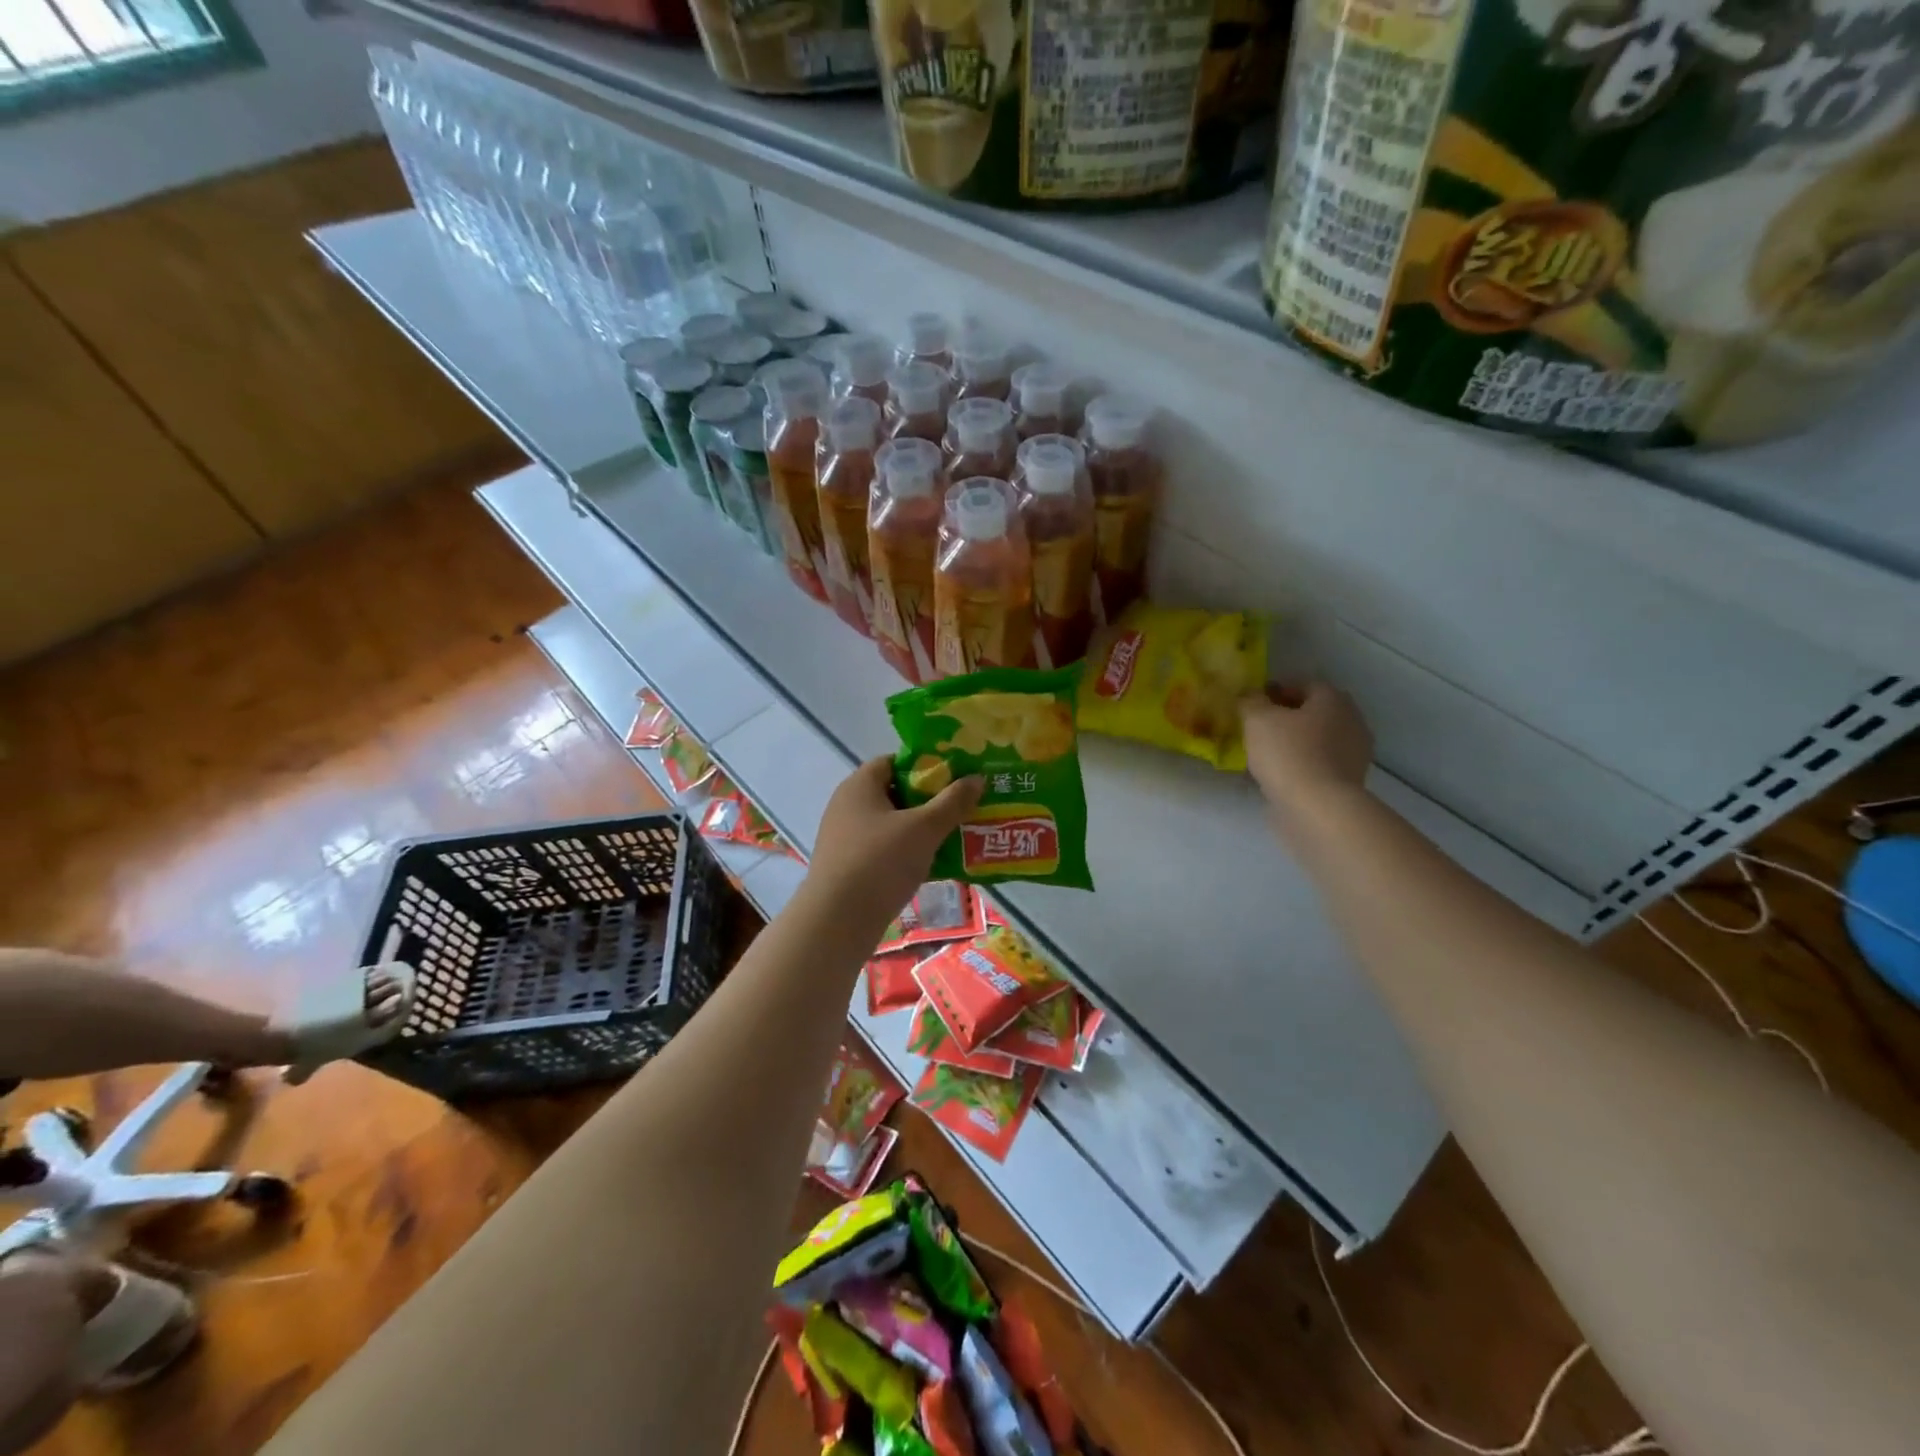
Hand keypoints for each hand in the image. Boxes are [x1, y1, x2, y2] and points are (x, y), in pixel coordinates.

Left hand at [805, 758, 983, 931]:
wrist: (837, 921)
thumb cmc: (880, 862)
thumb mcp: (924, 829)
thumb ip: (952, 802)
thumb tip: (976, 778)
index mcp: (860, 785)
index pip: (894, 761)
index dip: (925, 766)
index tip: (954, 778)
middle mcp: (847, 806)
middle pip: (895, 793)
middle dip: (929, 801)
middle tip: (961, 808)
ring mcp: (845, 838)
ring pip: (891, 825)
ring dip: (920, 831)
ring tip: (955, 837)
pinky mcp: (848, 867)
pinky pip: (883, 851)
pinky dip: (907, 854)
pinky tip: (933, 867)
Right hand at [1239, 683, 1372, 829]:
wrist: (1317, 808)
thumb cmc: (1288, 753)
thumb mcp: (1257, 719)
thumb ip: (1251, 701)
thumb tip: (1250, 696)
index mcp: (1333, 700)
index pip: (1305, 685)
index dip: (1278, 690)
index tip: (1254, 703)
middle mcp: (1351, 722)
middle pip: (1314, 713)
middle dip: (1287, 718)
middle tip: (1258, 727)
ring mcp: (1353, 755)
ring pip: (1316, 741)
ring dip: (1294, 743)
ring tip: (1264, 754)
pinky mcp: (1347, 783)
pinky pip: (1318, 765)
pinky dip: (1300, 766)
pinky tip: (1277, 776)